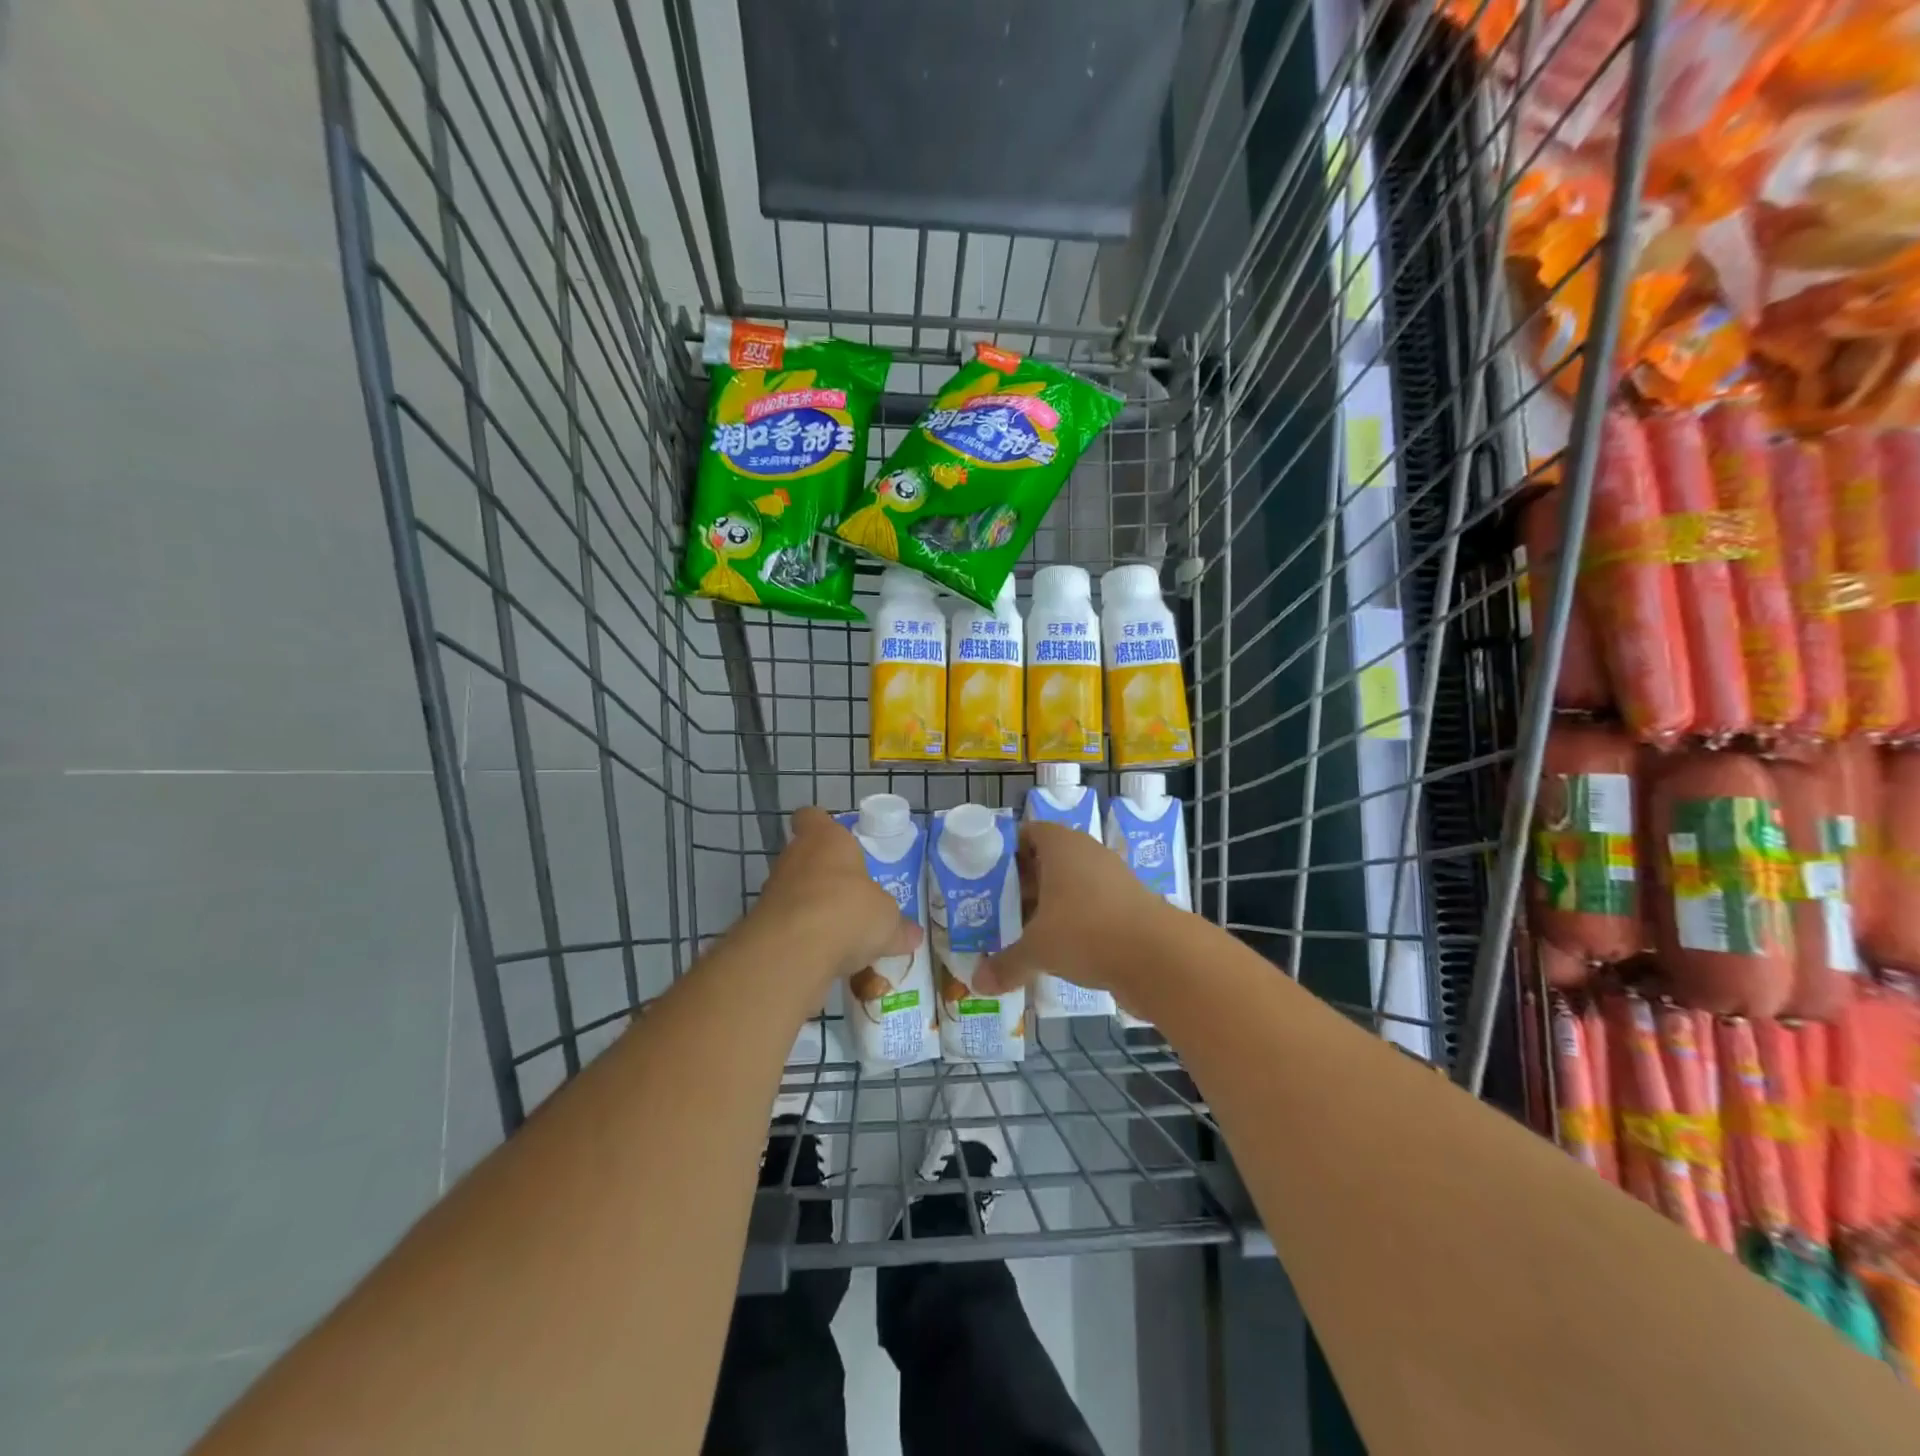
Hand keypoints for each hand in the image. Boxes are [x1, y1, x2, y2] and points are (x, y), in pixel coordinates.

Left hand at [743, 807, 922, 985]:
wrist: (792, 951)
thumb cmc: (847, 911)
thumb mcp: (887, 921)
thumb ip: (898, 926)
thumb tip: (913, 935)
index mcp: (826, 840)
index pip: (812, 817)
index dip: (821, 825)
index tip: (837, 841)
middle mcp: (795, 856)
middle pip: (805, 856)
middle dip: (824, 874)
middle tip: (849, 895)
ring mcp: (773, 889)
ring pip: (794, 890)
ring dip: (811, 905)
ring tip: (838, 930)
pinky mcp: (761, 922)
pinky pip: (786, 923)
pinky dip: (801, 934)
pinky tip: (822, 954)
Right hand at [975, 820, 1172, 998]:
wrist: (1159, 958)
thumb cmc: (1087, 933)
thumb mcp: (1038, 950)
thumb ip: (1006, 964)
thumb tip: (977, 983)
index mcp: (1062, 845)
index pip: (1029, 833)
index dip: (1006, 852)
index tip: (986, 877)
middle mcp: (1088, 853)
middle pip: (1047, 861)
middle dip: (1023, 885)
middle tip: (996, 909)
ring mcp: (1113, 879)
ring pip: (1070, 886)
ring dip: (1048, 906)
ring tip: (1022, 932)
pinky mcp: (1129, 905)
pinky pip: (1091, 907)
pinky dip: (1074, 923)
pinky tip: (1057, 950)